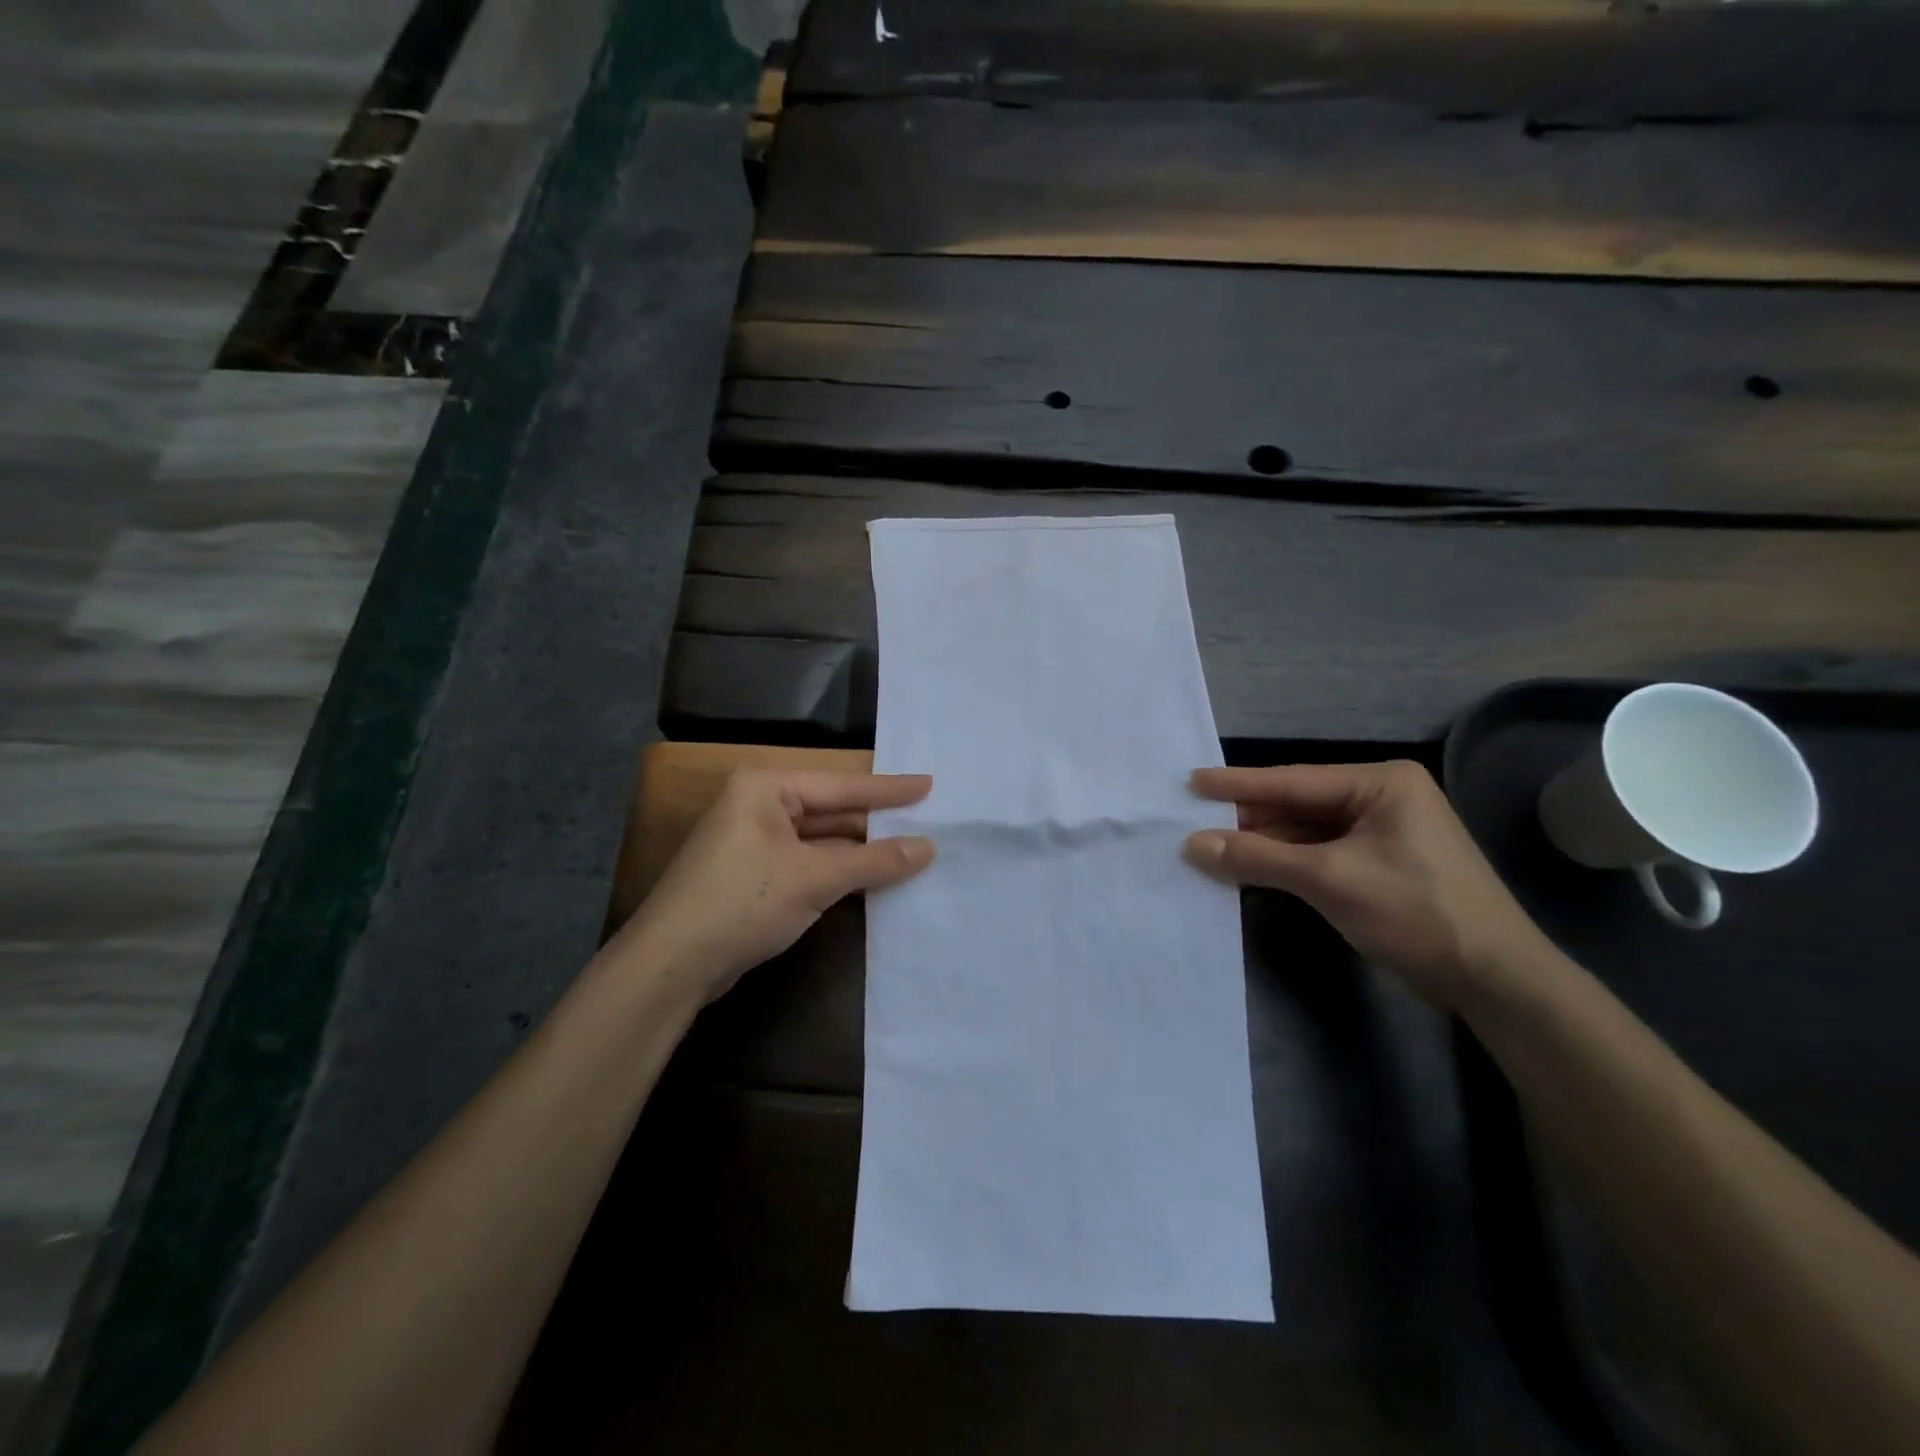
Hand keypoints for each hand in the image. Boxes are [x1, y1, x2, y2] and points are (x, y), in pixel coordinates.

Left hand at [618, 768, 935, 1002]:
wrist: (672, 964)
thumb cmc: (743, 902)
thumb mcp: (815, 878)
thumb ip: (874, 861)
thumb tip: (929, 848)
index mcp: (766, 788)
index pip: (841, 785)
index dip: (889, 789)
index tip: (929, 785)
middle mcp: (759, 806)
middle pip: (832, 811)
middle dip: (876, 823)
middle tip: (927, 822)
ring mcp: (754, 843)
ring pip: (821, 841)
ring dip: (861, 852)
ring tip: (913, 850)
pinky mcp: (755, 876)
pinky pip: (808, 864)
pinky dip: (840, 872)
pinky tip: (875, 878)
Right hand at [1183, 761, 1553, 1009]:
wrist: (1495, 980)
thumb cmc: (1416, 912)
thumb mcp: (1329, 880)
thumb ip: (1257, 857)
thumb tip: (1191, 845)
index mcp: (1380, 783)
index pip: (1293, 781)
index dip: (1237, 785)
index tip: (1191, 781)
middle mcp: (1381, 798)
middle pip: (1297, 805)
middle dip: (1247, 818)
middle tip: (1191, 819)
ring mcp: (1382, 832)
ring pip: (1305, 831)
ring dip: (1262, 843)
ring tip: (1208, 845)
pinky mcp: (1379, 864)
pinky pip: (1319, 854)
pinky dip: (1284, 862)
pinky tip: (1247, 866)